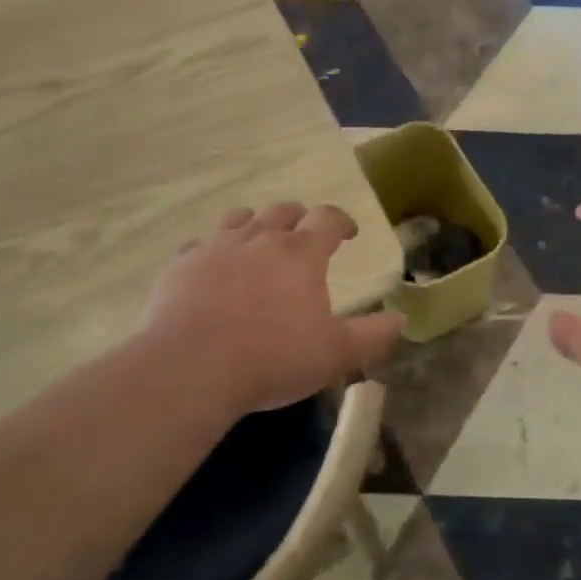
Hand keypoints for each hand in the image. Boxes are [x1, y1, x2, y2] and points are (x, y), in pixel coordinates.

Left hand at [134, 202, 403, 419]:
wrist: (190, 368)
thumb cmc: (273, 357)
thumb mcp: (336, 354)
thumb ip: (372, 336)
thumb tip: (399, 319)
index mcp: (300, 253)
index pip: (327, 219)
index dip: (341, 222)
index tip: (348, 233)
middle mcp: (259, 239)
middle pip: (282, 212)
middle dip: (298, 219)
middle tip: (304, 234)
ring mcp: (216, 248)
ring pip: (240, 219)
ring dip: (255, 223)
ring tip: (259, 238)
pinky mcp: (181, 266)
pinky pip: (200, 245)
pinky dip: (214, 250)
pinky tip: (213, 268)